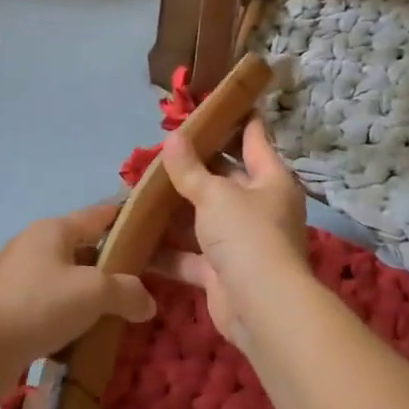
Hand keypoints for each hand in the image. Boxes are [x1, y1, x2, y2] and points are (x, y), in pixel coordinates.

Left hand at [0, 205, 155, 388]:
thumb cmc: (41, 305)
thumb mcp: (95, 294)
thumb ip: (127, 292)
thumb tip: (147, 302)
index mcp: (52, 230)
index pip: (96, 215)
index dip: (121, 217)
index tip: (144, 225)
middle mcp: (30, 244)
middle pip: (77, 247)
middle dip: (104, 263)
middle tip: (132, 282)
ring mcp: (11, 274)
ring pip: (58, 276)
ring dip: (81, 291)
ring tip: (106, 312)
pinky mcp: (1, 304)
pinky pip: (41, 302)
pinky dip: (59, 312)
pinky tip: (73, 334)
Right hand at [154, 118, 309, 352]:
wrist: (261, 308)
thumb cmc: (246, 235)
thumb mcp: (214, 194)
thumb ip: (189, 168)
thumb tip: (172, 138)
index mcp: (270, 180)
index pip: (254, 138)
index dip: (236, 118)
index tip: (215, 101)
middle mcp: (259, 207)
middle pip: (225, 178)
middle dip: (194, 166)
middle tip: (160, 148)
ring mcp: (241, 242)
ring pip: (203, 217)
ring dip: (175, 209)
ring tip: (140, 190)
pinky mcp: (221, 272)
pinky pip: (190, 256)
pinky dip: (167, 251)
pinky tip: (137, 240)